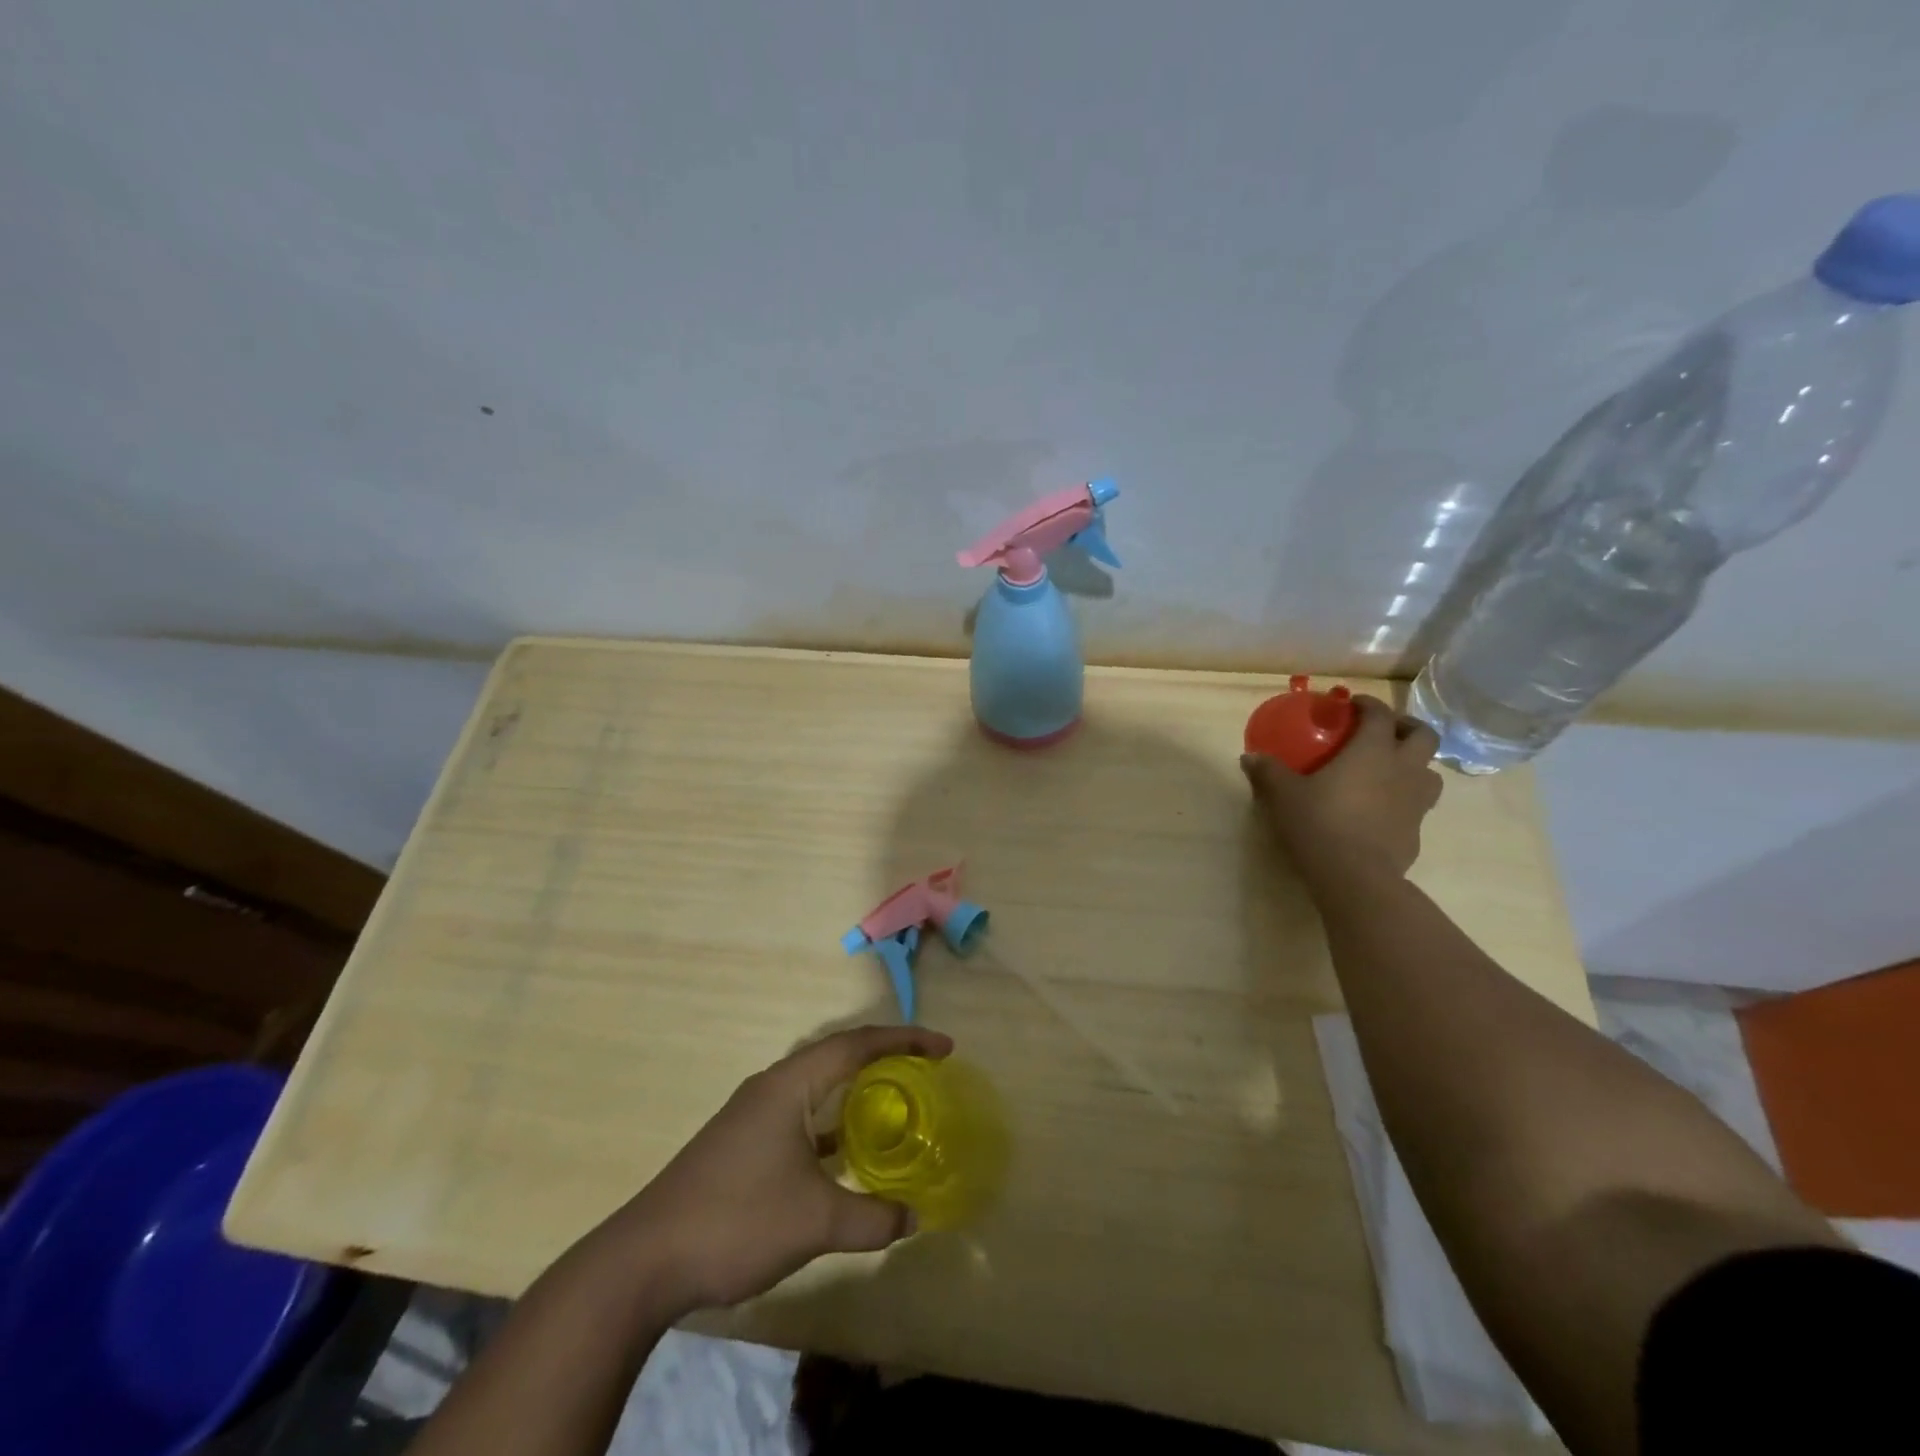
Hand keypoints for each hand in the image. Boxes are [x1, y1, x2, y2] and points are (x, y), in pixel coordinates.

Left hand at [603, 1024, 952, 1313]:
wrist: (643, 1261)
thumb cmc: (736, 1221)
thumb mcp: (815, 1221)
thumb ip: (871, 1217)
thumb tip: (913, 1219)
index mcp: (790, 1084)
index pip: (857, 1044)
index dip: (905, 1040)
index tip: (944, 1048)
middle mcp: (772, 1087)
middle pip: (838, 1057)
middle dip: (884, 1060)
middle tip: (925, 1074)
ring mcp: (752, 1115)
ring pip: (817, 1089)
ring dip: (856, 1095)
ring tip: (894, 1109)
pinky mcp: (741, 1144)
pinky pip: (800, 1117)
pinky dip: (831, 1126)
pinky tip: (845, 1157)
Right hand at [1241, 694, 1442, 889]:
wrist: (1354, 876)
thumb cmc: (1319, 823)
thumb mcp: (1284, 795)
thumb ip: (1268, 772)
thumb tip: (1249, 757)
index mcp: (1372, 751)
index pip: (1380, 714)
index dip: (1368, 704)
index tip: (1352, 704)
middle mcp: (1402, 769)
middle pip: (1424, 735)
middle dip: (1406, 727)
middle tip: (1382, 732)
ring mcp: (1416, 802)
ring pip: (1430, 772)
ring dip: (1414, 764)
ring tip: (1389, 771)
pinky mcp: (1417, 831)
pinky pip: (1418, 806)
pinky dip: (1404, 800)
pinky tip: (1380, 810)